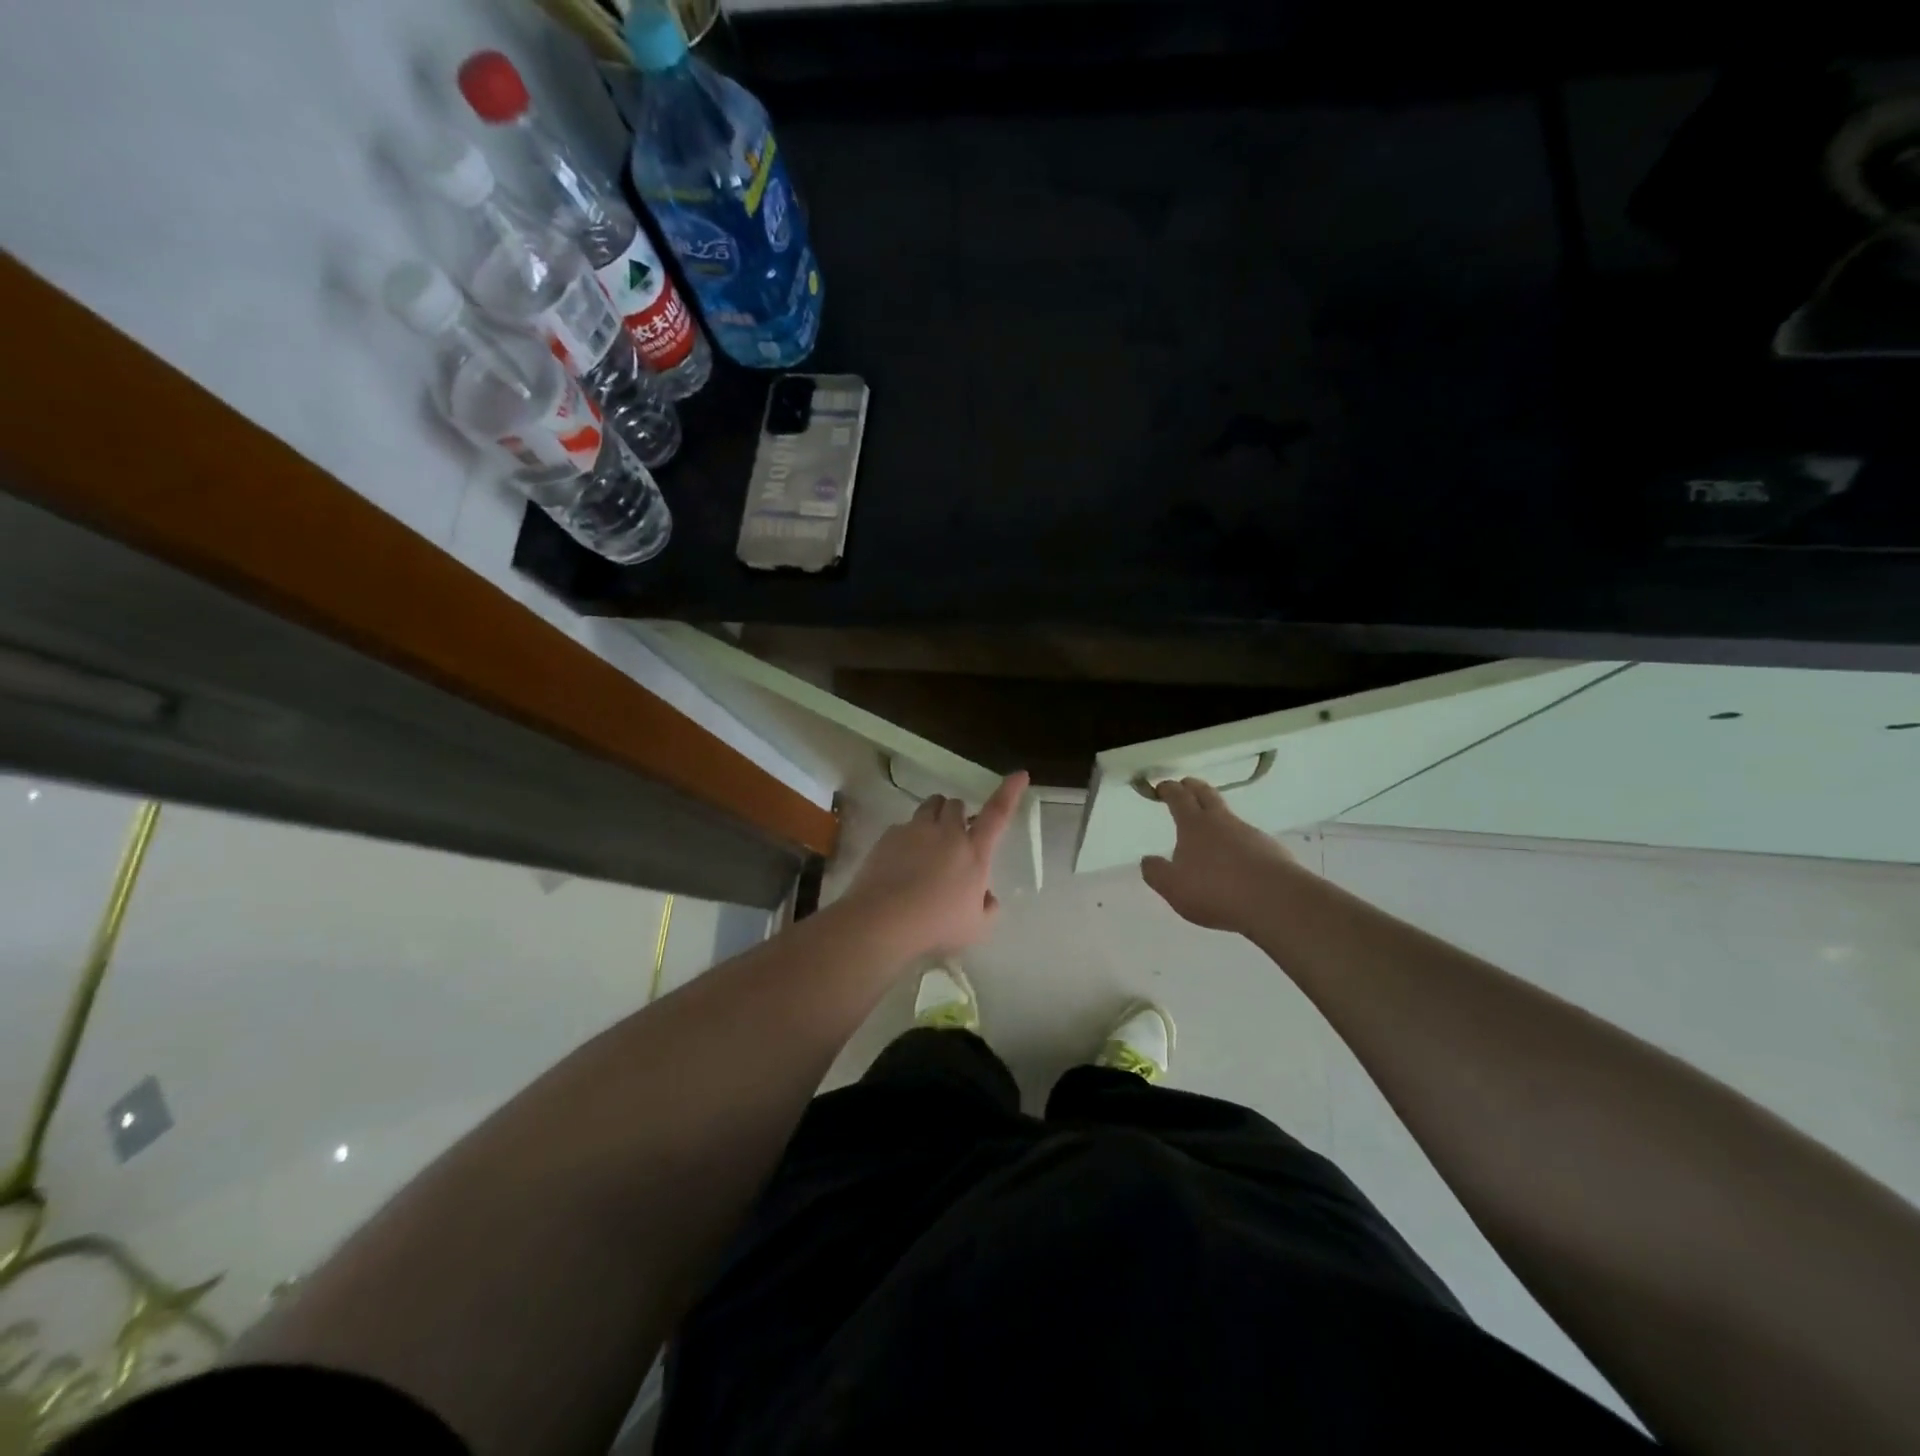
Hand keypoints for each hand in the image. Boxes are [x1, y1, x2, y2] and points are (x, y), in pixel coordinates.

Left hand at [841, 771, 1028, 958]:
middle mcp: (946, 833)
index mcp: (974, 852)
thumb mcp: (976, 928)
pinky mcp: (889, 835)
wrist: (883, 920)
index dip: (1010, 792)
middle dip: (959, 814)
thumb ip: (988, 908)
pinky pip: (903, 825)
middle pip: (956, 805)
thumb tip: (988, 896)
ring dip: (935, 815)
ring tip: (929, 839)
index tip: (1019, 774)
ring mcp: (916, 830)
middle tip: (955, 836)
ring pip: (930, 805)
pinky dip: (908, 836)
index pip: (998, 814)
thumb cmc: (936, 926)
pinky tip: (901, 860)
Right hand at [1140, 777, 1296, 934]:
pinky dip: (1237, 841)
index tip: (1161, 786)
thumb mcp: (1173, 887)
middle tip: (1185, 784)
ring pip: (1229, 816)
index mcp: (1194, 825)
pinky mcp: (1270, 849)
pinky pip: (1248, 838)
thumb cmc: (1215, 890)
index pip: (1179, 797)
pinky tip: (1236, 859)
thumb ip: (1156, 872)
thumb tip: (1147, 860)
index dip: (1168, 789)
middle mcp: (1222, 821)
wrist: (1274, 900)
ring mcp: (1249, 833)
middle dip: (1193, 787)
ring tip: (1210, 830)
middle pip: (1206, 794)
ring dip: (1217, 816)